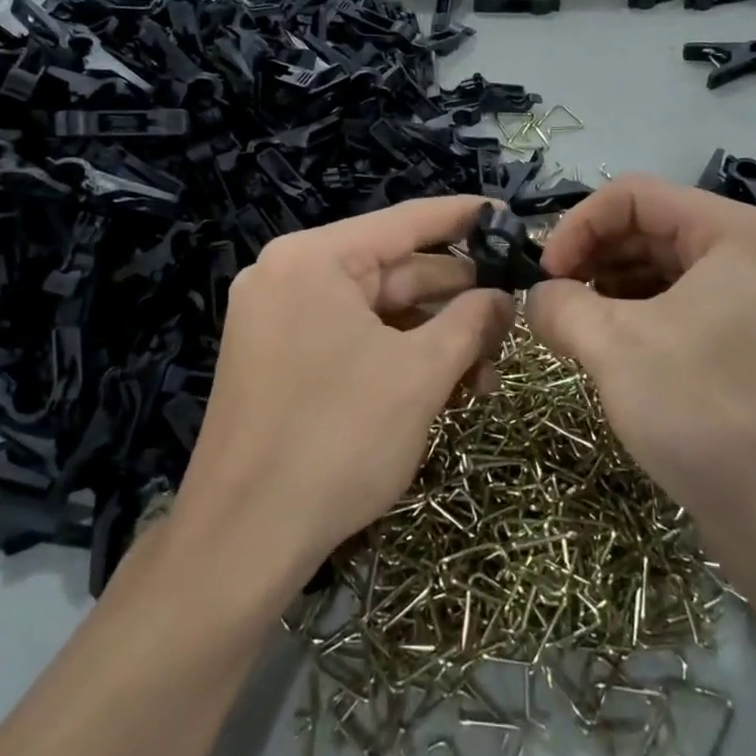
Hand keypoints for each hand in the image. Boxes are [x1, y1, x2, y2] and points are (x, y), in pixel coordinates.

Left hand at [172, 197, 514, 586]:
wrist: (242, 541)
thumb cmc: (338, 440)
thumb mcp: (420, 374)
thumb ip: (471, 322)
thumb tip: (504, 297)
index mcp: (314, 259)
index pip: (404, 222)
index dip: (463, 217)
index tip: (508, 214)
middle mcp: (289, 276)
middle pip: (393, 272)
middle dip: (457, 300)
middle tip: (513, 319)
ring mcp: (278, 320)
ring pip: (376, 313)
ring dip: (434, 338)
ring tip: (488, 374)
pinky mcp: (277, 361)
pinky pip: (352, 340)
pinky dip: (398, 358)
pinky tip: (445, 387)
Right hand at [524, 175, 755, 584]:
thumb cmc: (705, 415)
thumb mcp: (612, 347)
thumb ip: (558, 305)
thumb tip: (536, 298)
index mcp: (737, 233)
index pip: (634, 195)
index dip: (576, 225)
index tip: (542, 275)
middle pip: (655, 229)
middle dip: (594, 258)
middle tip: (553, 303)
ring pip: (671, 272)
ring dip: (615, 290)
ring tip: (577, 330)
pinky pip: (692, 311)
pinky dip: (645, 320)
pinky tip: (615, 354)